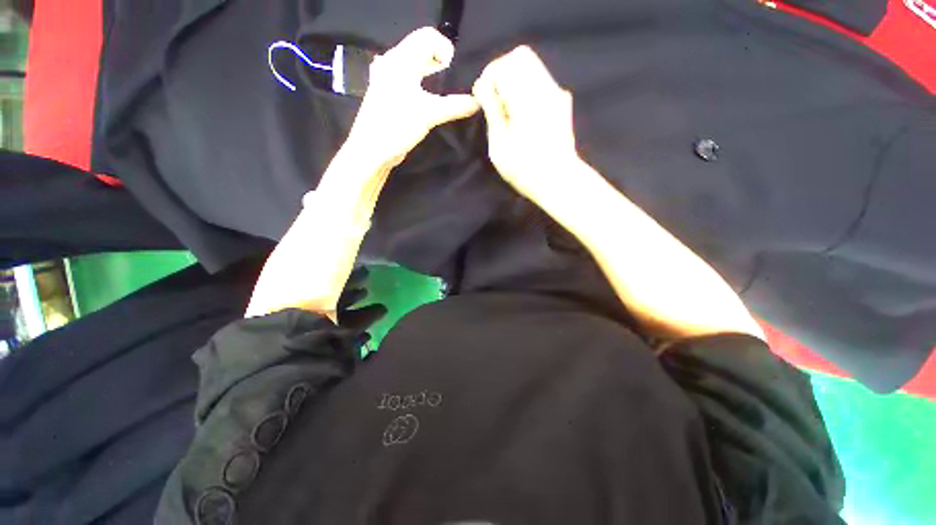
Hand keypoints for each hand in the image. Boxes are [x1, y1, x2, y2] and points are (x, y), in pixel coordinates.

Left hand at [343, 27, 479, 169]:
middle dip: (441, 63)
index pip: (427, 36)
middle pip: (422, 50)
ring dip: (432, 75)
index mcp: (401, 60)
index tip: (454, 73)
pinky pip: (410, 81)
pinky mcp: (389, 95)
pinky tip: (430, 101)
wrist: (372, 150)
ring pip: (416, 66)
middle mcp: (393, 63)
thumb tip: (477, 102)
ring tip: (445, 93)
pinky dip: (423, 86)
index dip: (445, 49)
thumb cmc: (397, 126)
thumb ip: (455, 106)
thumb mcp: (429, 115)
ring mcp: (389, 79)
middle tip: (453, 83)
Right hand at [472, 46, 581, 202]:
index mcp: (526, 99)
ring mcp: (557, 93)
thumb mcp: (499, 145)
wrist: (559, 180)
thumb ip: (492, 111)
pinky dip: (527, 88)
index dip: (489, 75)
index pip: (505, 65)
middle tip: (494, 97)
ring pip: (533, 66)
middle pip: (521, 56)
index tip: (482, 95)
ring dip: (515, 79)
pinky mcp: (562, 102)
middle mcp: (545, 88)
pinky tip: (523, 112)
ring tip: (507, 107)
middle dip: (502, 71)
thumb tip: (482, 86)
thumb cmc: (524, 169)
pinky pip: (541, 81)